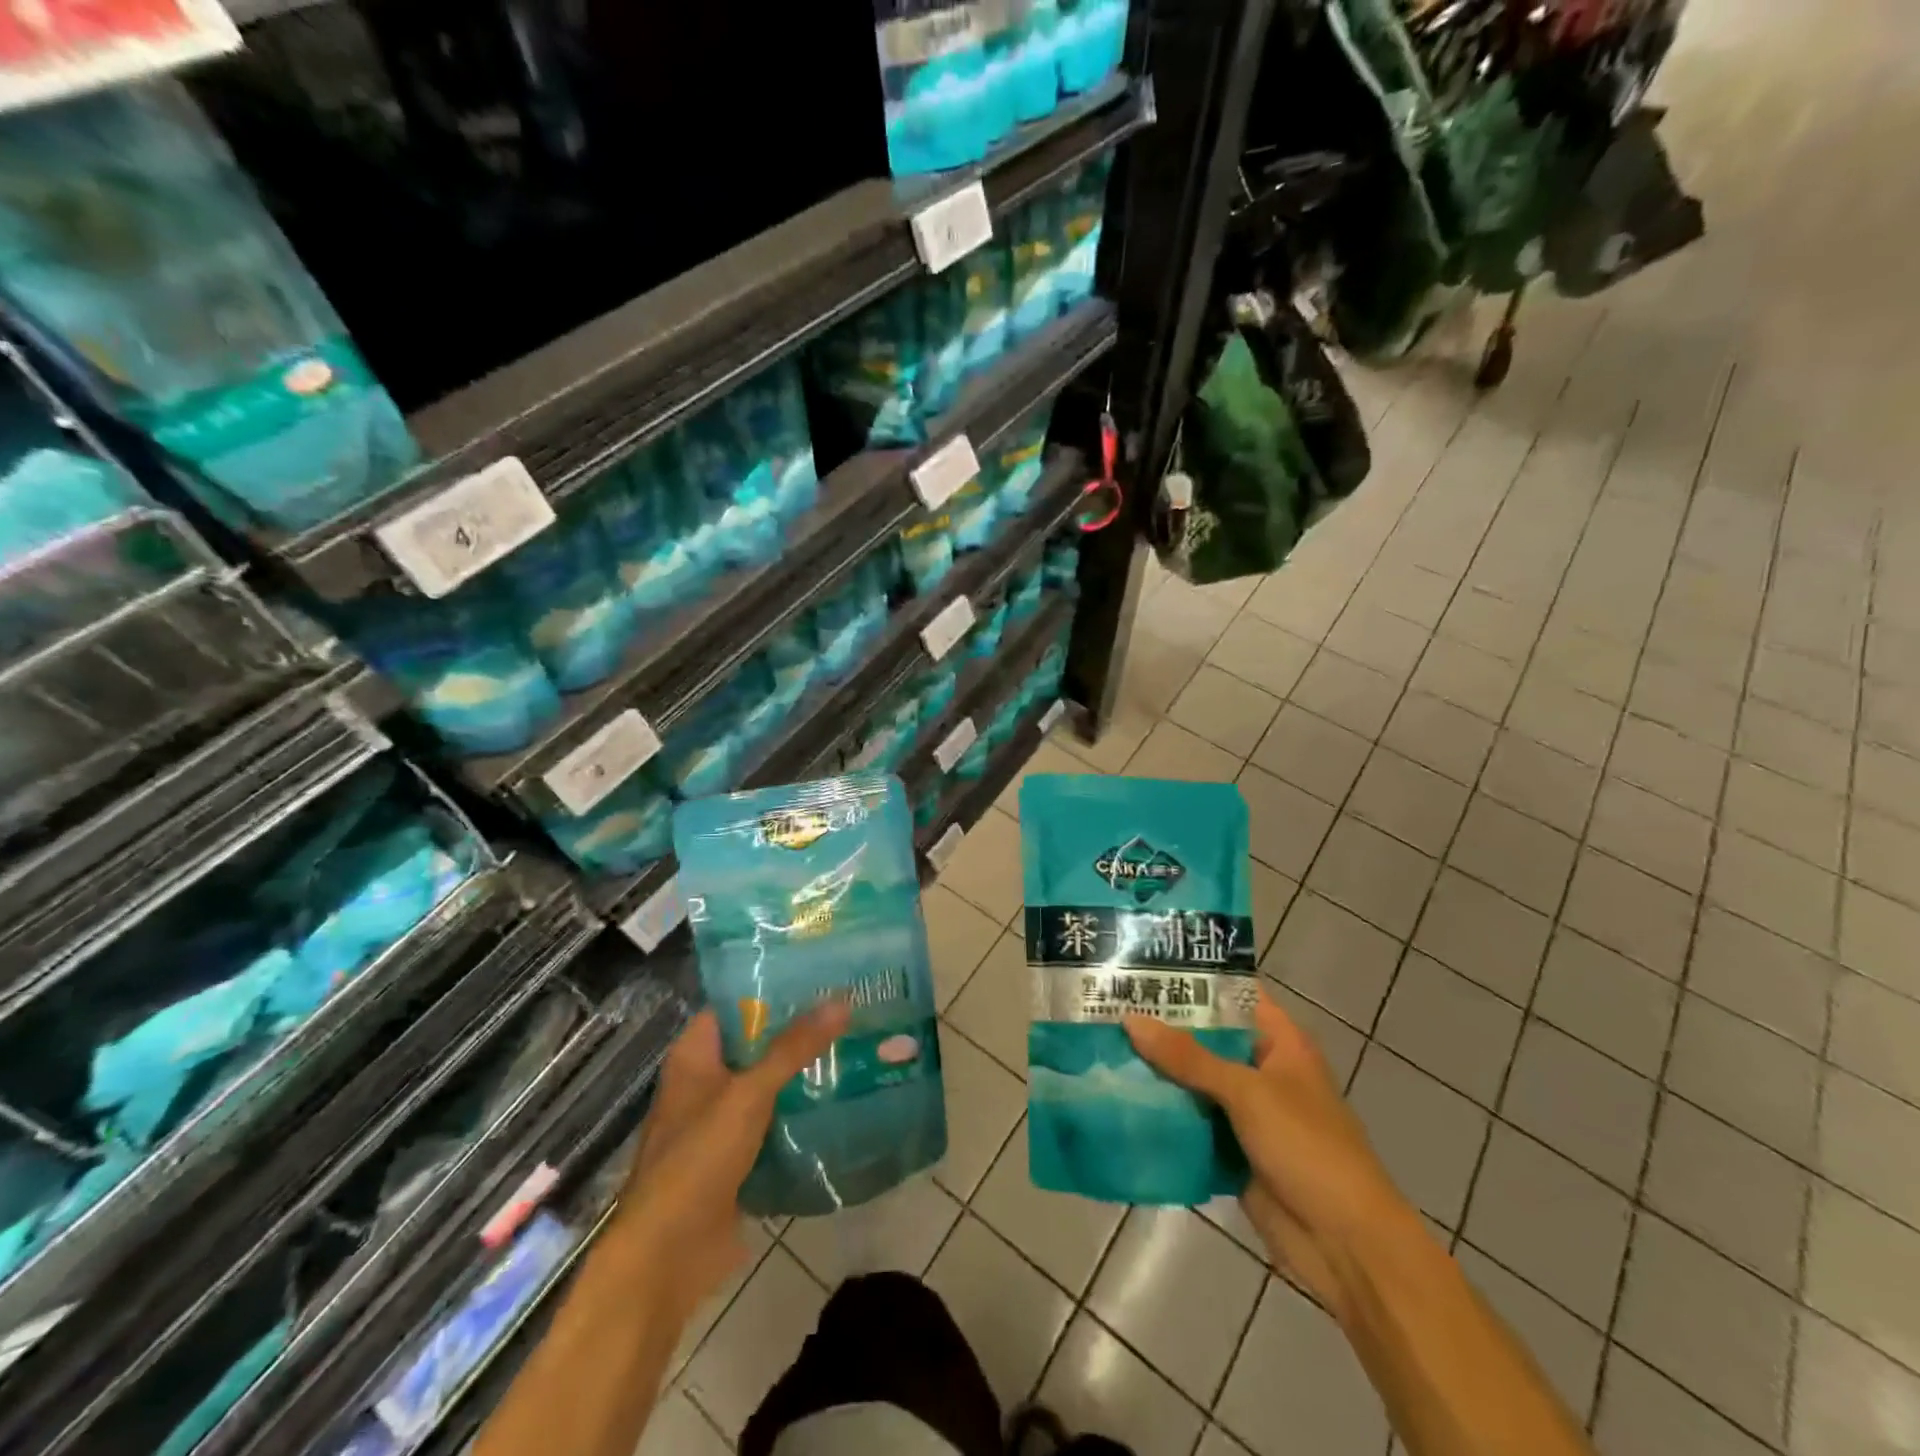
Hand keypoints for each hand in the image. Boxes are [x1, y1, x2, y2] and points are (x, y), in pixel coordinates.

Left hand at [619, 1004, 846, 1326]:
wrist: (667, 1259)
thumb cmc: (697, 1160)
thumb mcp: (749, 1094)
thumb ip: (794, 1048)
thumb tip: (841, 1000)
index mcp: (694, 1056)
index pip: (734, 1004)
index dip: (771, 986)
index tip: (818, 973)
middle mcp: (706, 1082)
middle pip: (756, 1043)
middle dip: (798, 1030)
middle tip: (850, 1006)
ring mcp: (721, 1122)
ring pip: (769, 1083)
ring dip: (803, 1072)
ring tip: (856, 1044)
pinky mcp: (738, 1158)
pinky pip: (775, 1123)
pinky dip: (801, 1112)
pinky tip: (843, 1099)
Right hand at [1124, 989, 1411, 1317]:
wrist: (1346, 1247)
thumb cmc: (1308, 1149)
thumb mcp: (1247, 1093)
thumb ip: (1188, 1058)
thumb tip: (1130, 1021)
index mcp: (1280, 1043)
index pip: (1232, 995)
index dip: (1193, 978)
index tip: (1142, 964)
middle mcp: (1262, 1070)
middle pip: (1206, 1038)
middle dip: (1162, 1027)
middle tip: (1107, 1004)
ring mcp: (1247, 1113)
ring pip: (1193, 1081)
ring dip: (1157, 1071)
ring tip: (1101, 1045)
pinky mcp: (1232, 1150)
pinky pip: (1190, 1122)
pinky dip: (1163, 1113)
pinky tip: (1119, 1098)